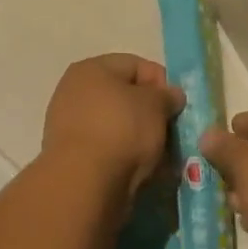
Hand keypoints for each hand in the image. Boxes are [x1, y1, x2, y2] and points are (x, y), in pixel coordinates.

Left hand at [41, 54, 185, 201]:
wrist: (84, 183)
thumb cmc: (122, 130)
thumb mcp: (156, 104)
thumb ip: (167, 95)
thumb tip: (171, 95)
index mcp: (91, 69)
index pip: (136, 65)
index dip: (161, 82)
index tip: (178, 105)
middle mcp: (74, 91)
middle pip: (125, 97)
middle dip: (152, 114)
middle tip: (172, 132)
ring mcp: (69, 125)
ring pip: (118, 125)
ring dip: (141, 138)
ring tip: (162, 156)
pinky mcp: (72, 156)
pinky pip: (108, 149)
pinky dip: (126, 156)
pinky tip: (144, 171)